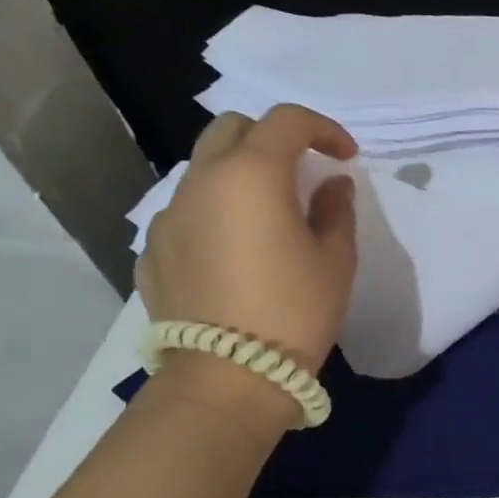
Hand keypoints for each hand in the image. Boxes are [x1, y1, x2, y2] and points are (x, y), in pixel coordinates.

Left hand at [136, 105, 358, 432]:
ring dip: (240, 175)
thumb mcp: (335, 260)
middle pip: (232, 129)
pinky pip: (187, 211)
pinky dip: (215, 212)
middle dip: (272, 138)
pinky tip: (235, 252)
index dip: (323, 129)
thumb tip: (331, 185)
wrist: (227, 376)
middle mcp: (201, 181)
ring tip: (268, 216)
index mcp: (251, 175)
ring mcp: (168, 215)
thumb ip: (335, 210)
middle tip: (302, 173)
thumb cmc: (294, 311)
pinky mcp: (152, 248)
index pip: (286, 121)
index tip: (346, 156)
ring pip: (204, 169)